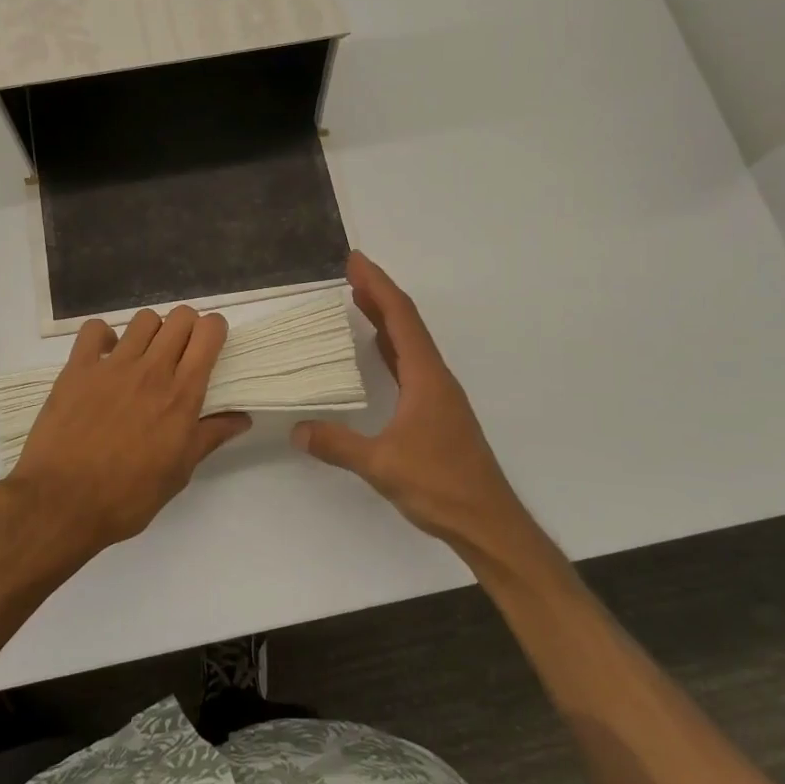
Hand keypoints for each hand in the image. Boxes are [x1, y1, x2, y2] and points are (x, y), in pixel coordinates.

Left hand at [5, 306, 250, 555]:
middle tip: (182, 351)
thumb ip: (210, 437)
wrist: (62, 502)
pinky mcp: (78, 368)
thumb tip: (242, 419)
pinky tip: (105, 356)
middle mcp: (152, 370)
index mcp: (181, 395)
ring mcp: (112, 365)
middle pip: (180, 317)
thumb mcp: (179, 473)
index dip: (215, 330)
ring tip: (145, 354)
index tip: (212, 343)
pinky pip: (94, 329)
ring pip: (144, 319)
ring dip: (152, 330)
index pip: (208, 334)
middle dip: (188, 326)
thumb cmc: (128, 496)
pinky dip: (103, 335)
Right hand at [292, 252, 526, 553]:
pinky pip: (410, 365)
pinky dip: (391, 348)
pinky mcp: (437, 412)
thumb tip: (298, 431)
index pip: (400, 318)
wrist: (487, 521)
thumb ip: (338, 445)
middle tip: (351, 273)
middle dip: (379, 294)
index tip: (355, 262)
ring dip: (385, 319)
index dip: (378, 286)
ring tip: (358, 301)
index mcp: (426, 378)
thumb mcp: (381, 465)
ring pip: (410, 344)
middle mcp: (435, 378)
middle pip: (407, 323)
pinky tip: (377, 351)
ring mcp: (439, 395)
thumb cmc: (439, 486)